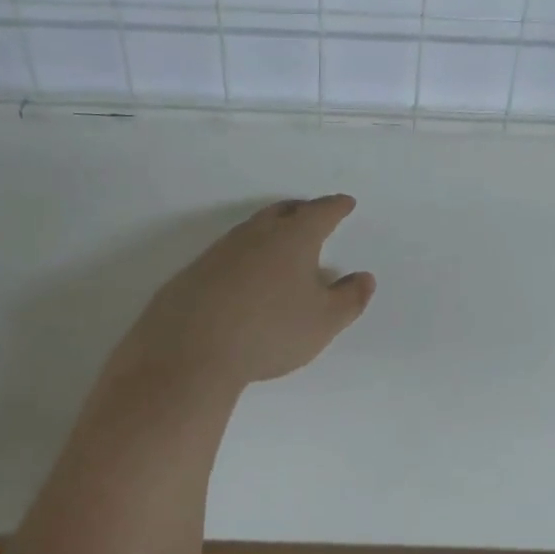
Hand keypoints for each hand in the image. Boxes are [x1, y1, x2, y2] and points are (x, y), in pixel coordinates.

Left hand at [116, 195, 374, 391]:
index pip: (321, 213)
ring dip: (271, 229)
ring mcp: (221, 250)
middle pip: (283, 211)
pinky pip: (230, 252)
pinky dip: (247, 254)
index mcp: (293, 239)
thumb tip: (364, 278)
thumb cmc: (269, 331)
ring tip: (282, 242)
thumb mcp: (324, 322)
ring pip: (253, 229)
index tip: (345, 203)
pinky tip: (246, 274)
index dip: (336, 207)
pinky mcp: (196, 271)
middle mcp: (256, 234)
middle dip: (302, 210)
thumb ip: (349, 298)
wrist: (190, 350)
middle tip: (313, 214)